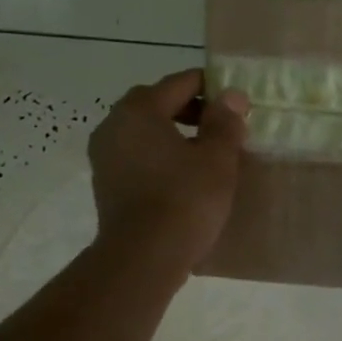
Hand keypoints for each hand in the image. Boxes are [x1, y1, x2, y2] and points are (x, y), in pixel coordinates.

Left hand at [88, 69, 248, 270]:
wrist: (143, 258)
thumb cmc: (185, 200)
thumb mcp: (217, 158)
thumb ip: (224, 121)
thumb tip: (230, 95)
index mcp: (139, 110)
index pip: (180, 83)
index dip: (212, 87)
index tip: (236, 101)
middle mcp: (114, 125)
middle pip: (157, 103)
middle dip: (190, 109)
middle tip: (222, 125)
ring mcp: (105, 156)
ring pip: (145, 131)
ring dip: (174, 133)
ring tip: (206, 152)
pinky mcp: (106, 183)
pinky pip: (137, 155)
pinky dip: (160, 155)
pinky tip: (184, 175)